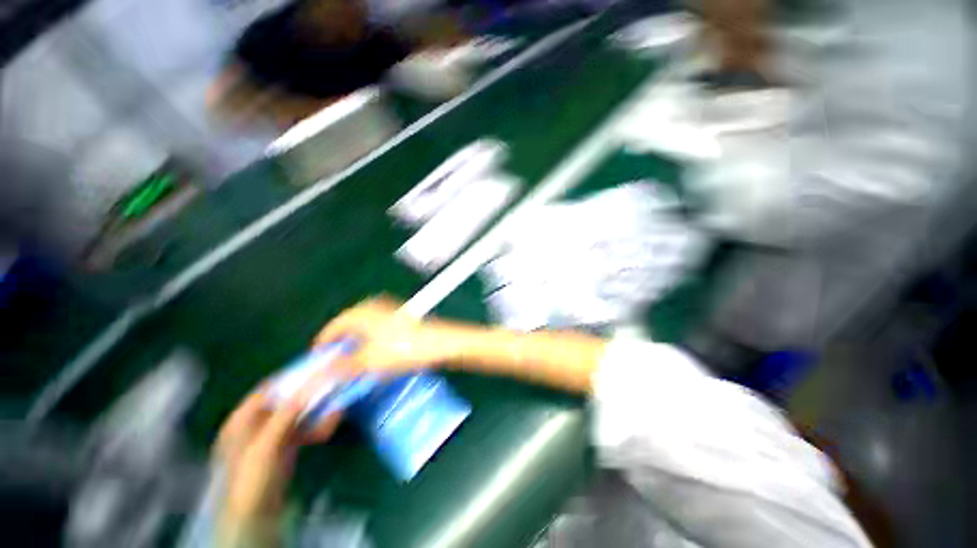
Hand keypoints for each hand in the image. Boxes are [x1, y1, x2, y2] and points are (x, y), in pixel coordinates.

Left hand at [215, 387, 340, 543]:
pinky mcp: (287, 445)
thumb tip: (310, 386)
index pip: (267, 390)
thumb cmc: (252, 477)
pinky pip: (305, 429)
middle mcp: (257, 423)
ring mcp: (273, 434)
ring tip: (337, 405)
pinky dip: (318, 426)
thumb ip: (286, 415)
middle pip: (287, 401)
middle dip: (310, 395)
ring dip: (318, 410)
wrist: (257, 514)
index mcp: (242, 419)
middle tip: (332, 386)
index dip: (290, 378)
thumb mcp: (266, 445)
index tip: (315, 370)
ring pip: (299, 414)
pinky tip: (331, 424)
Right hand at [314, 296, 459, 375]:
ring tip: (354, 365)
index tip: (317, 361)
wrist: (439, 342)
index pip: (333, 327)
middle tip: (335, 366)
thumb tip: (322, 374)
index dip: (323, 344)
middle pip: (348, 327)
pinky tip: (375, 357)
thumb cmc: (401, 349)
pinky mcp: (401, 318)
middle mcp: (373, 307)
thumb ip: (342, 367)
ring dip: (356, 346)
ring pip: (364, 329)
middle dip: (340, 346)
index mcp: (361, 312)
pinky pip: (378, 331)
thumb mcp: (368, 361)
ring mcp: (389, 311)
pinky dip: (372, 343)